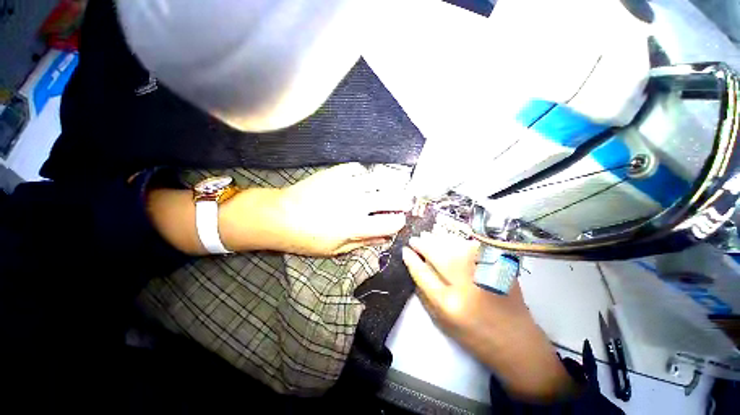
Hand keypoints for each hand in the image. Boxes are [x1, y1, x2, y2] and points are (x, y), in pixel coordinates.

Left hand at [270, 163, 408, 255]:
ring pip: (378, 180)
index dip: (399, 222)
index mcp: (356, 226)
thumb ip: (363, 243)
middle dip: (403, 200)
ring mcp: (346, 186)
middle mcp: (356, 204)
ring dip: (389, 183)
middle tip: (406, 200)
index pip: (389, 223)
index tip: (400, 220)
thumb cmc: (307, 238)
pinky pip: (357, 169)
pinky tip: (364, 177)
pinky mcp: (335, 174)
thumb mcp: (335, 250)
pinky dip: (364, 173)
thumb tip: (384, 238)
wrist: (280, 216)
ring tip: (394, 184)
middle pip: (390, 199)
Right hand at [402, 232, 577, 401]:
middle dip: (423, 244)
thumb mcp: (441, 320)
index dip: (412, 259)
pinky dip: (456, 241)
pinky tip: (448, 240)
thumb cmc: (472, 334)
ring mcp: (485, 272)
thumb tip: (415, 264)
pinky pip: (471, 246)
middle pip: (438, 255)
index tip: (404, 250)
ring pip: (454, 246)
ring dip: (438, 239)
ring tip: (427, 236)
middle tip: (415, 239)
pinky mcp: (499, 267)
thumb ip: (425, 292)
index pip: (423, 273)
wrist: (515, 340)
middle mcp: (467, 286)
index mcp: (449, 304)